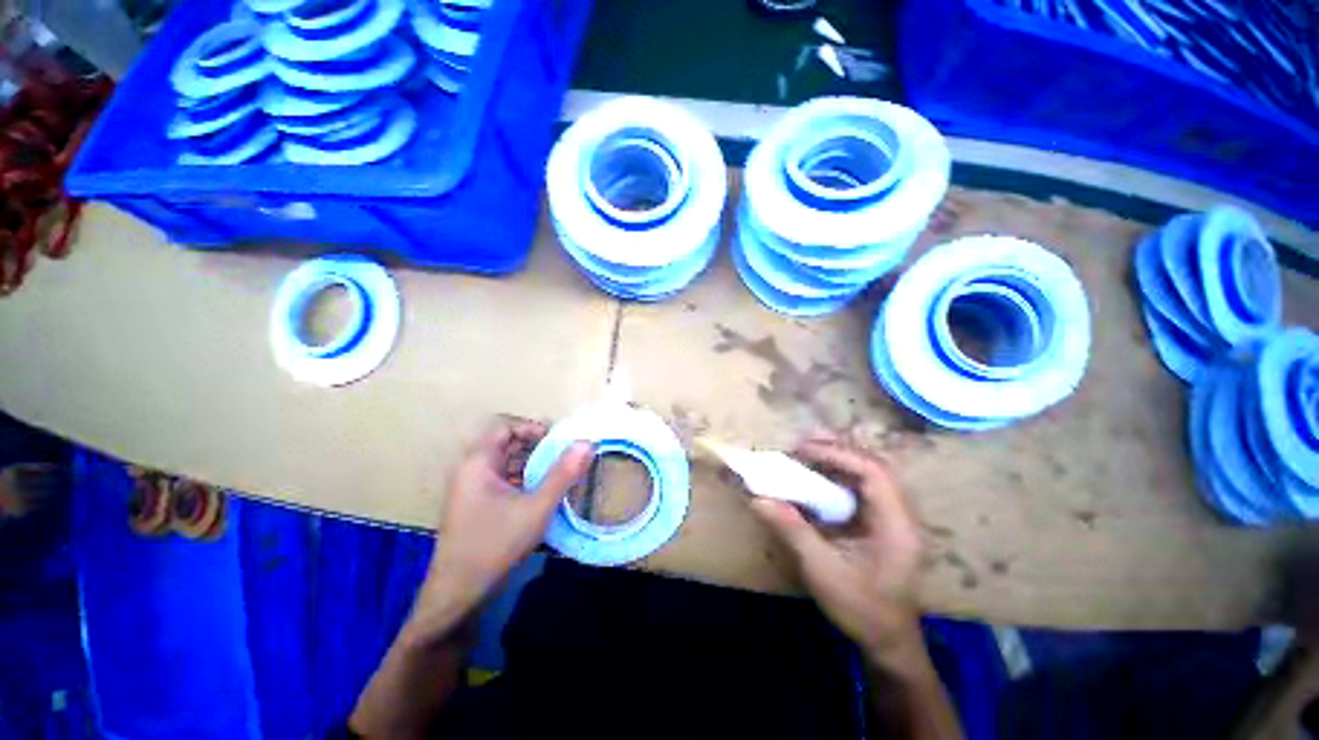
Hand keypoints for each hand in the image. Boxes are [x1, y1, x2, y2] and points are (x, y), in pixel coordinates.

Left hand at [407, 417, 591, 642]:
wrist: (458, 593)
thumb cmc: (496, 544)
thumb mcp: (537, 507)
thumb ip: (563, 474)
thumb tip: (587, 443)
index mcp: (478, 462)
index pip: (504, 426)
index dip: (532, 428)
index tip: (558, 441)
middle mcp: (469, 468)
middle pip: (505, 442)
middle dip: (537, 446)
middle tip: (564, 456)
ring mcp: (469, 487)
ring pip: (504, 462)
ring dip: (531, 463)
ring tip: (558, 473)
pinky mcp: (473, 503)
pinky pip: (501, 478)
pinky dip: (522, 479)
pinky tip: (540, 493)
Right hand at [751, 434, 924, 660]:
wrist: (888, 641)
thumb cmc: (861, 609)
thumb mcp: (823, 571)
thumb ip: (792, 530)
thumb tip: (757, 498)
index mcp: (897, 525)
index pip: (873, 473)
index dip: (837, 454)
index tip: (802, 450)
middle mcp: (901, 514)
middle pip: (874, 465)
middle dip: (837, 450)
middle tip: (801, 443)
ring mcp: (894, 516)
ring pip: (869, 472)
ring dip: (838, 458)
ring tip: (806, 451)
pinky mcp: (883, 520)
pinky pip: (862, 485)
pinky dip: (838, 474)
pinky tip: (818, 474)